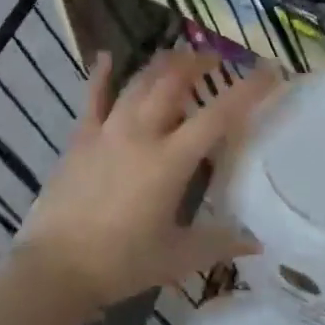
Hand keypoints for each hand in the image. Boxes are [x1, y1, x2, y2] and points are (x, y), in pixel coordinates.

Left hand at [17, 48, 276, 311]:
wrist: (55, 267)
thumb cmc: (121, 263)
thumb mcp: (177, 257)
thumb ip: (219, 244)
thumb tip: (257, 243)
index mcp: (170, 161)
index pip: (218, 116)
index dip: (247, 90)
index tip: (269, 70)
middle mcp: (141, 133)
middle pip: (173, 82)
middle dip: (197, 63)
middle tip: (215, 59)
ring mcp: (107, 130)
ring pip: (139, 83)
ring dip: (162, 65)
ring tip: (179, 56)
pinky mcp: (81, 137)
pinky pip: (93, 97)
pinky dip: (102, 75)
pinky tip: (106, 57)